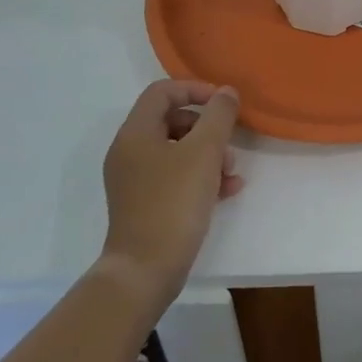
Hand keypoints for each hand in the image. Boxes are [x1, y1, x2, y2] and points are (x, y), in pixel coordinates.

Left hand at [99, 80, 243, 302]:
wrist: (145, 271)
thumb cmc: (173, 203)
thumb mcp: (204, 153)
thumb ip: (218, 116)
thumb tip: (226, 92)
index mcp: (135, 133)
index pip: (162, 92)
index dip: (195, 89)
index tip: (223, 104)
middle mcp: (130, 152)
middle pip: (172, 120)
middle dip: (207, 129)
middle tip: (229, 145)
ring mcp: (135, 180)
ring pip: (178, 150)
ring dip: (209, 154)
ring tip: (231, 173)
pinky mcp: (145, 204)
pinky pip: (176, 176)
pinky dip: (201, 176)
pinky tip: (228, 191)